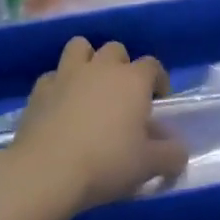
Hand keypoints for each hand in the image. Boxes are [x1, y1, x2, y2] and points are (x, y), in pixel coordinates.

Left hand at [8, 37, 187, 214]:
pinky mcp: (39, 89)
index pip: (153, 65)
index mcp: (132, 80)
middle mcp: (101, 67)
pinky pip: (53, 76)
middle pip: (116, 50)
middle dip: (122, 66)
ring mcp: (67, 74)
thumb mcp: (149, 165)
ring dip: (88, 61)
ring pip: (80, 47)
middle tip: (122, 95)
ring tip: (90, 87)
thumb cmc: (106, 163)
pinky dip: (59, 85)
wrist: (46, 171)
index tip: (158, 101)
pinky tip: (60, 106)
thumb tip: (179, 149)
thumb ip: (172, 155)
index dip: (158, 80)